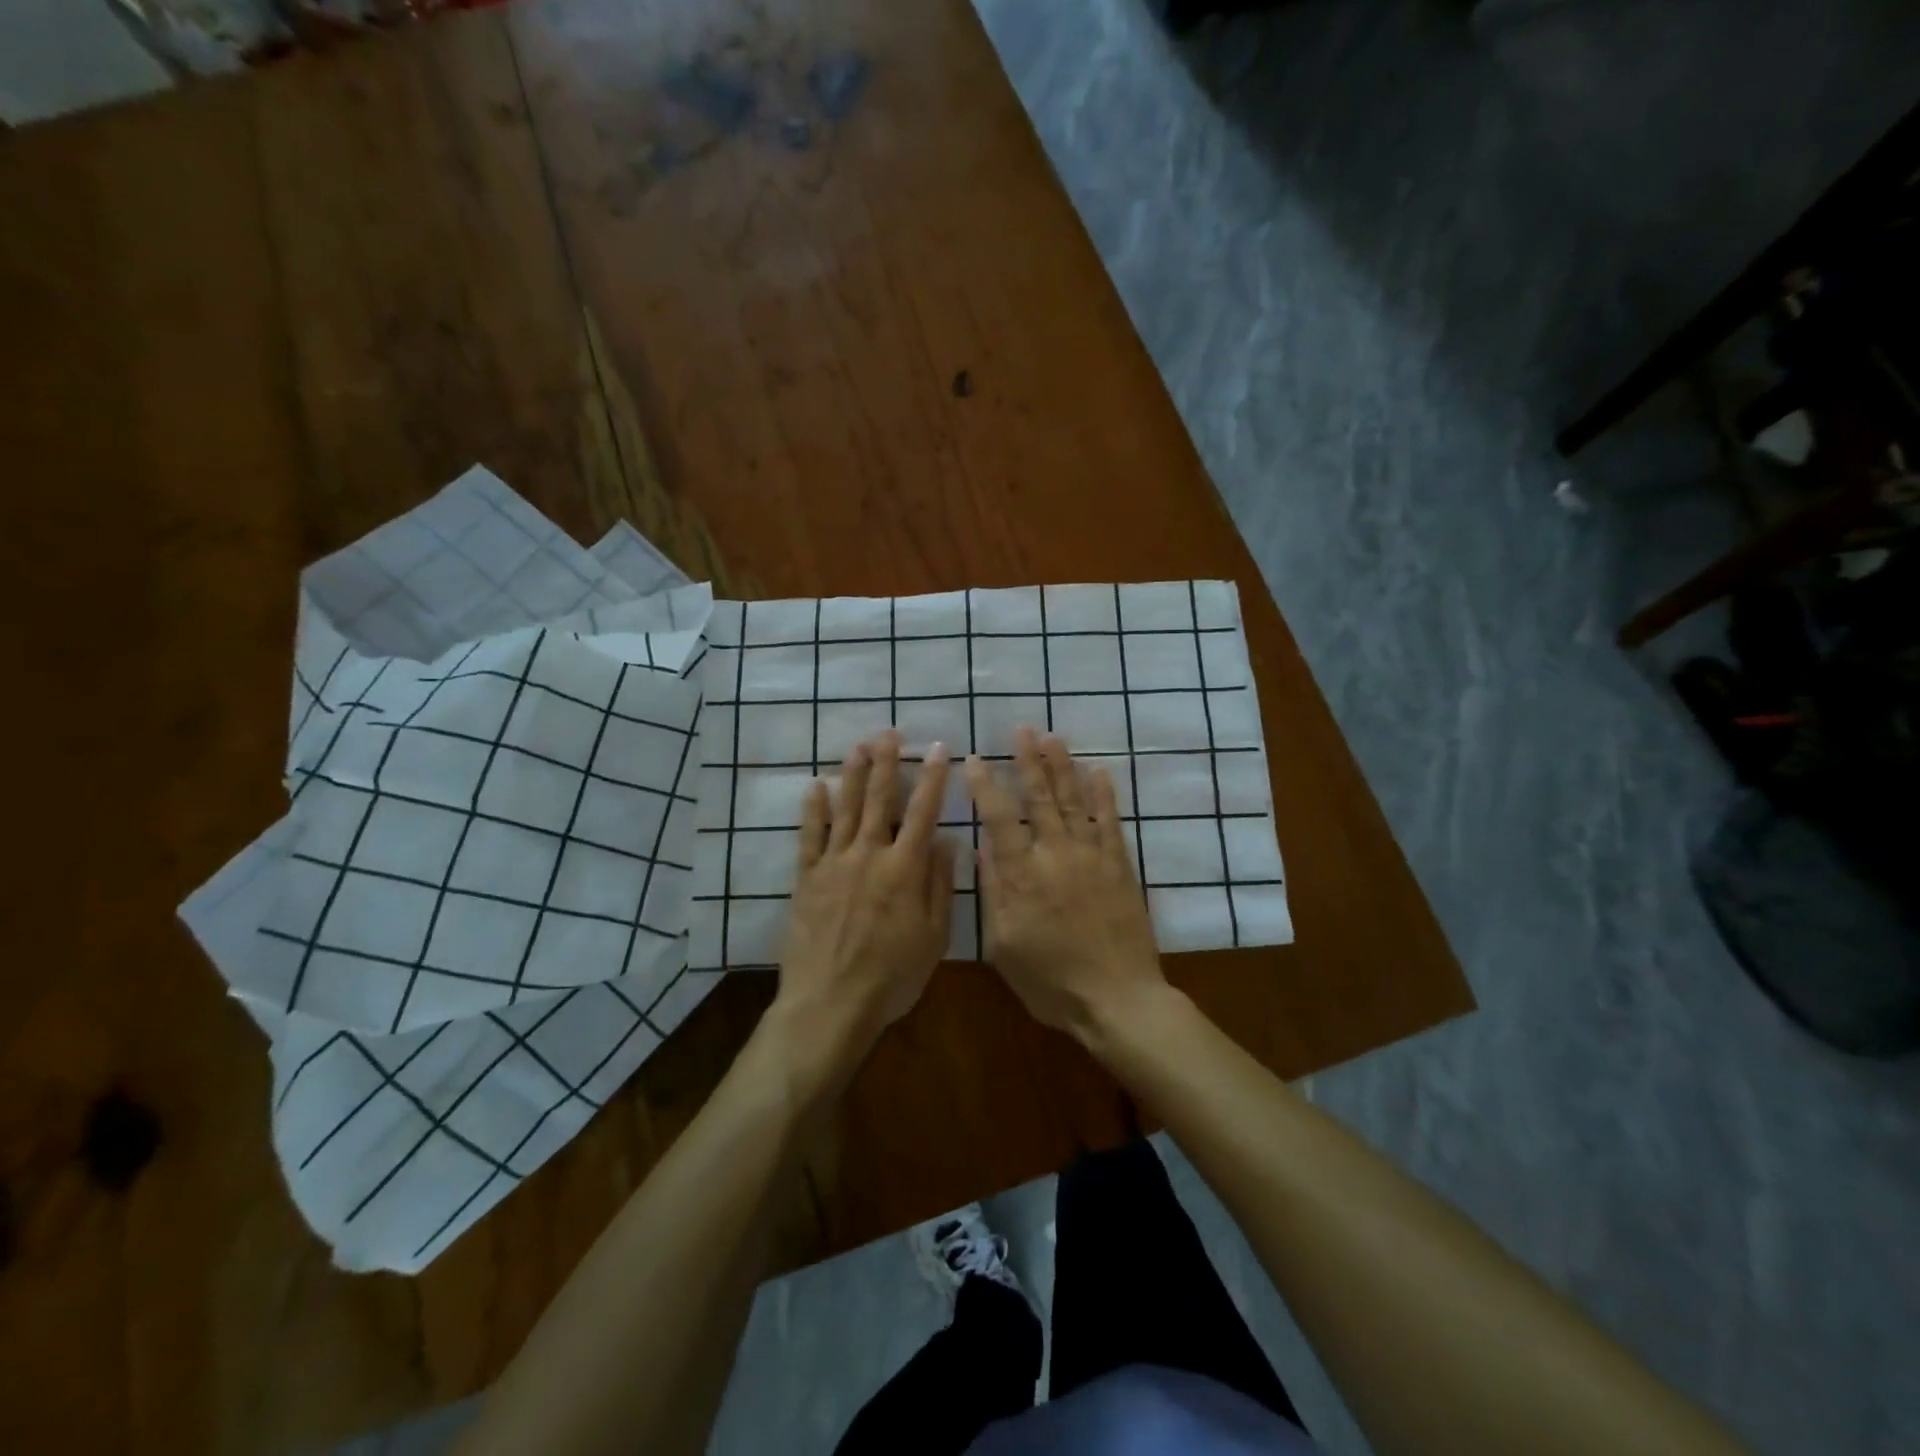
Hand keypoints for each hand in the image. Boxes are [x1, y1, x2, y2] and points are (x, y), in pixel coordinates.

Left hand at [777, 730, 956, 1060]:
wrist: (830, 1004)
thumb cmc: (891, 976)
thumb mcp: (934, 937)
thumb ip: (940, 885)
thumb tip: (946, 841)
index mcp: (905, 869)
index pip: (923, 812)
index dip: (932, 778)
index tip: (938, 749)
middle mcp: (869, 855)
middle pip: (879, 800)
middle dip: (886, 763)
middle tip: (888, 732)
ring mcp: (834, 864)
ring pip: (845, 809)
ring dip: (853, 775)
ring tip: (857, 745)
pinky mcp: (806, 878)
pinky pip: (810, 836)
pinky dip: (813, 809)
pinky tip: (816, 786)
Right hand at [965, 727, 1165, 1043]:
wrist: (1118, 999)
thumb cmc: (1051, 982)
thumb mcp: (1004, 946)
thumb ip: (993, 893)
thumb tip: (982, 847)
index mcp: (1022, 876)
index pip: (999, 819)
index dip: (986, 787)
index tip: (976, 759)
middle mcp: (1056, 855)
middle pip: (1040, 799)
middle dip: (1029, 761)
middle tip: (1022, 730)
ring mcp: (1091, 857)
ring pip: (1073, 802)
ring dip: (1063, 767)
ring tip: (1053, 737)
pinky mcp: (1119, 866)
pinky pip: (1110, 822)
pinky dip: (1104, 795)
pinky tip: (1099, 771)